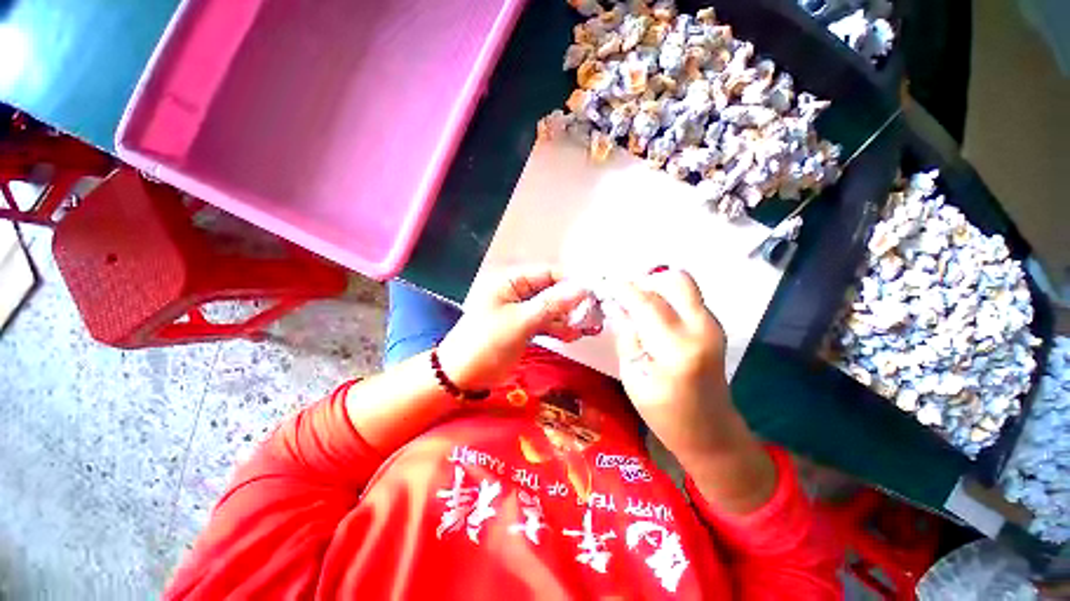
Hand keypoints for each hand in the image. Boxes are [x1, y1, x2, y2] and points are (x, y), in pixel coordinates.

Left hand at [437, 265, 592, 389]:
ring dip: (568, 318)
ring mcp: (521, 311)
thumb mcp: (520, 321)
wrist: (463, 376)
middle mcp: (517, 292)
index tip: (593, 293)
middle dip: (572, 303)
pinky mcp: (524, 327)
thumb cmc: (486, 343)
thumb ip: (552, 304)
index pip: (547, 273)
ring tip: (587, 328)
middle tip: (593, 314)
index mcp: (511, 282)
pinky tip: (572, 337)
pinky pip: (546, 323)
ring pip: (551, 308)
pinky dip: (559, 329)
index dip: (571, 281)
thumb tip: (581, 289)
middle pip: (552, 291)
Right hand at [611, 268, 775, 512]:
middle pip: (676, 280)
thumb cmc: (664, 413)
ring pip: (683, 285)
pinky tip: (651, 313)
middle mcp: (701, 330)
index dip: (624, 289)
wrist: (710, 430)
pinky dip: (667, 296)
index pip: (647, 303)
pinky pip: (688, 298)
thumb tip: (618, 306)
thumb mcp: (633, 376)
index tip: (606, 283)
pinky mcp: (714, 326)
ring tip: (634, 303)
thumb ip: (626, 336)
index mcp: (676, 350)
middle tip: (625, 293)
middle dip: (646, 280)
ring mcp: (713, 326)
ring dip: (656, 287)